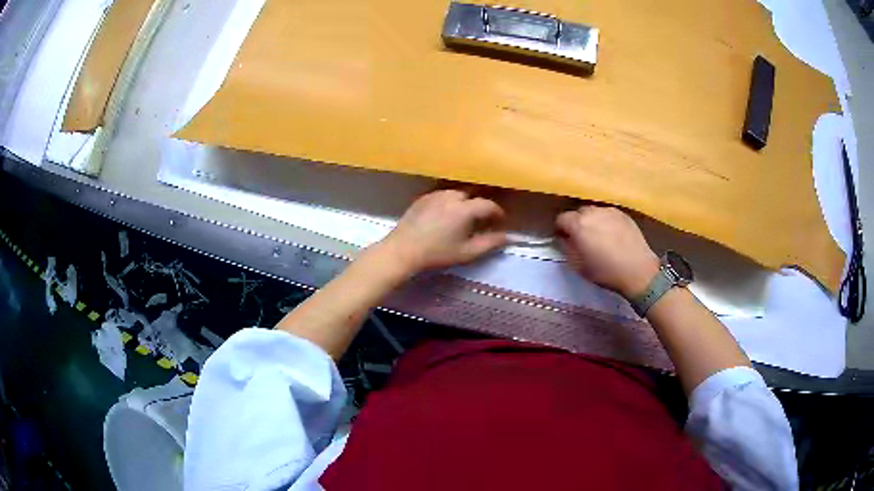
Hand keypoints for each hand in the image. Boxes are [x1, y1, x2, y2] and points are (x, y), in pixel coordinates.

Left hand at [377, 189, 507, 274]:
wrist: (403, 250)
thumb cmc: (437, 254)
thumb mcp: (467, 252)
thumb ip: (490, 243)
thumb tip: (508, 237)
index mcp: (464, 208)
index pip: (488, 205)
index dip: (497, 213)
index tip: (500, 221)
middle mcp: (452, 195)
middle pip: (473, 195)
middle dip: (481, 205)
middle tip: (483, 218)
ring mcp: (436, 193)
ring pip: (458, 193)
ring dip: (465, 201)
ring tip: (466, 216)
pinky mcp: (424, 196)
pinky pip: (443, 194)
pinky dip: (450, 201)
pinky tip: (447, 214)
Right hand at [556, 205, 659, 297]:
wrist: (638, 270)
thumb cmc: (605, 271)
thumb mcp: (578, 266)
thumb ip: (567, 248)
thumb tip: (564, 238)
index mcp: (578, 224)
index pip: (561, 219)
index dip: (561, 229)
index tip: (565, 240)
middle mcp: (593, 212)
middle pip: (578, 212)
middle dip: (576, 223)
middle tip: (582, 239)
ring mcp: (610, 211)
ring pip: (594, 211)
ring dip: (592, 221)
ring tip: (598, 236)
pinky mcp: (623, 214)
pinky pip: (608, 214)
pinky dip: (606, 221)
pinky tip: (612, 235)